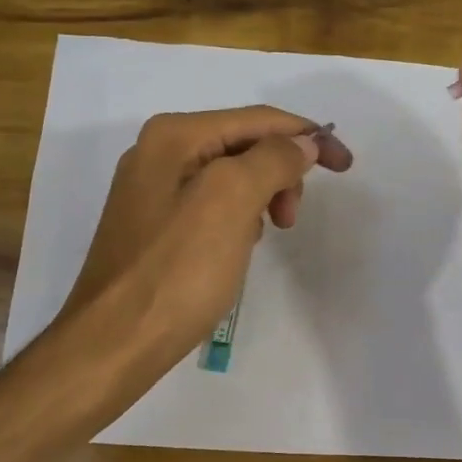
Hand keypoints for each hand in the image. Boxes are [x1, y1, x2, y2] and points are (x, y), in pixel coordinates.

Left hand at [58, 106, 353, 364]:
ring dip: (261, 198)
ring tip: (263, 237)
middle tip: (290, 219)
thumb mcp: (231, 201)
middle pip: (243, 144)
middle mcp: (158, 152)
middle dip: (280, 173)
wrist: (115, 341)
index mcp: (174, 136)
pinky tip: (237, 248)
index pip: (257, 120)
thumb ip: (272, 160)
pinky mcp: (154, 226)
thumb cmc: (177, 270)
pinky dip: (238, 218)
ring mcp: (152, 190)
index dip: (307, 136)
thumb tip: (301, 144)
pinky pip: (212, 205)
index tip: (346, 166)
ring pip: (231, 177)